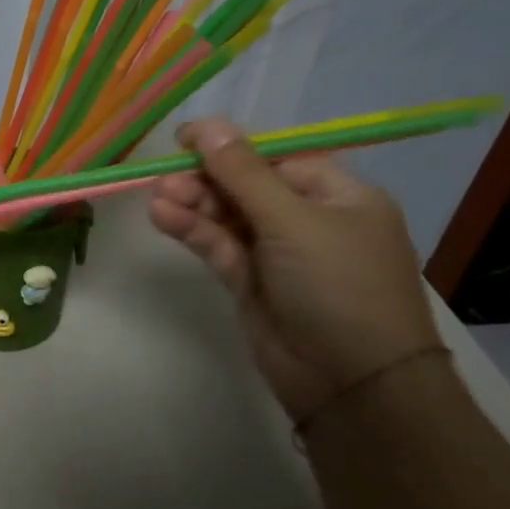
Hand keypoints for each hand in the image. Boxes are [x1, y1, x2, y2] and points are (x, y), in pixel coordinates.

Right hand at [148, 118, 441, 424]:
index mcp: (339, 196)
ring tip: (157, 198)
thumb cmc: (337, 285)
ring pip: (227, 217)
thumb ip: (243, 173)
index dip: (231, 147)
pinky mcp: (252, 283)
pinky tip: (164, 218)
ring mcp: (279, 254)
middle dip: (205, 180)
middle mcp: (309, 220)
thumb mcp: (293, 220)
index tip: (185, 139)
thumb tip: (207, 125)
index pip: (277, 159)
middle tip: (163, 178)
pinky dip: (193, 231)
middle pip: (246, 187)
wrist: (352, 383)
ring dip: (193, 205)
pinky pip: (219, 246)